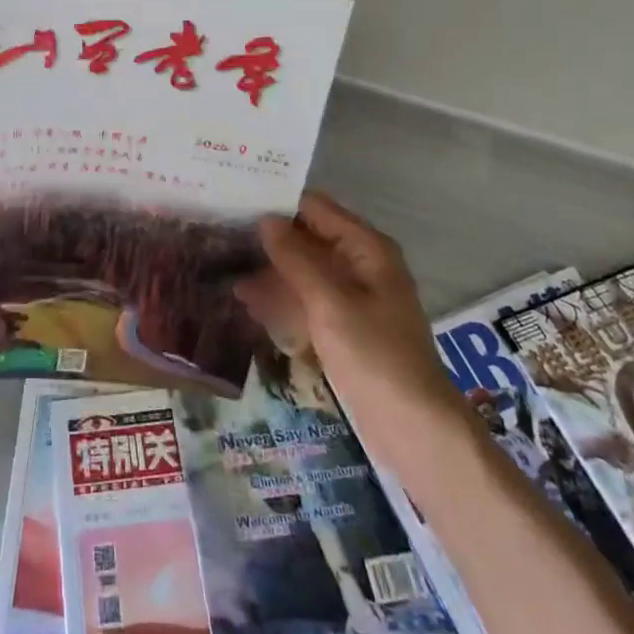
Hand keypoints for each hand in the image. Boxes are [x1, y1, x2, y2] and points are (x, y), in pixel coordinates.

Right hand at [237, 191, 459, 430]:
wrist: (414, 431)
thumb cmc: (375, 356)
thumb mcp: (330, 303)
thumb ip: (295, 258)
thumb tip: (265, 219)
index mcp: (366, 248)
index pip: (314, 208)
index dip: (276, 203)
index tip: (234, 202)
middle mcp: (359, 264)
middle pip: (307, 238)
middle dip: (267, 239)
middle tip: (219, 235)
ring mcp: (351, 297)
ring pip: (303, 271)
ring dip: (268, 271)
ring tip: (223, 270)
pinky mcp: (343, 326)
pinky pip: (306, 300)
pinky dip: (280, 299)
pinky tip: (247, 302)